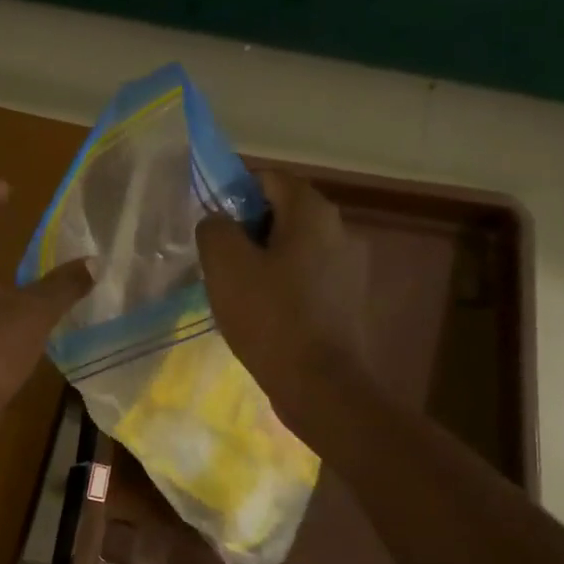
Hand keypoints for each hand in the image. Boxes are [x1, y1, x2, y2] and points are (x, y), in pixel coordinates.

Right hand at [195, 171, 369, 442]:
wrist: (319, 385)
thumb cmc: (270, 318)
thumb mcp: (225, 267)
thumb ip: (215, 230)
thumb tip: (218, 222)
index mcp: (313, 212)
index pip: (268, 178)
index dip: (234, 195)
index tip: (213, 230)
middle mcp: (341, 230)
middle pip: (283, 213)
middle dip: (248, 232)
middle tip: (221, 265)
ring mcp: (350, 267)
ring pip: (295, 249)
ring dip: (265, 262)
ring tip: (240, 295)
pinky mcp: (350, 301)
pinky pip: (308, 279)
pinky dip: (284, 287)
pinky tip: (266, 316)